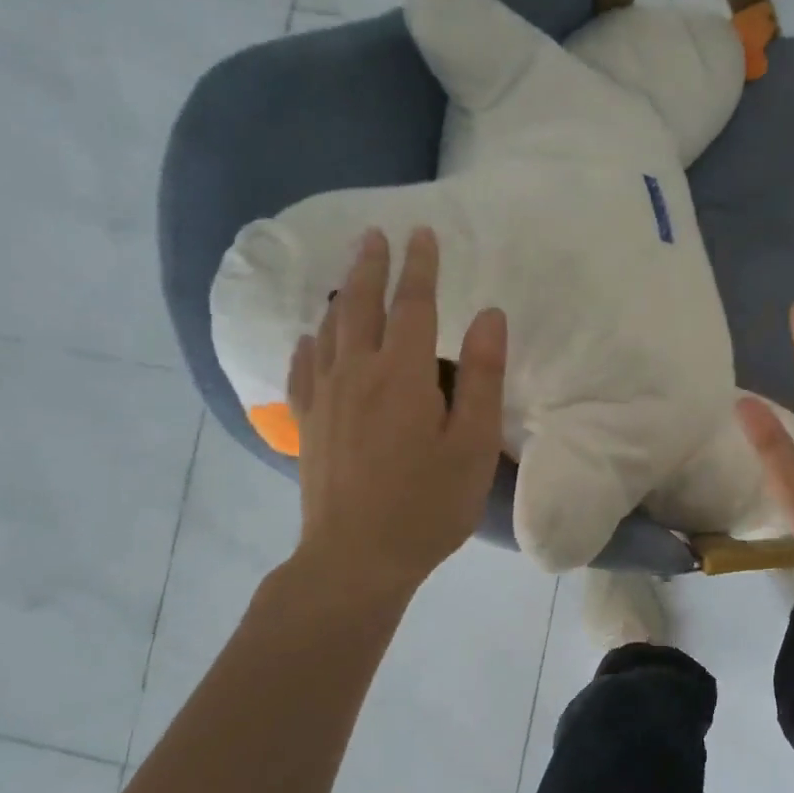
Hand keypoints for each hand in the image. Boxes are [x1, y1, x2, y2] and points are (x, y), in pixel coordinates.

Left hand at [285, 228, 505, 603]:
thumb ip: (482, 376)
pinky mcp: (308, 423)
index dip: (420, 266)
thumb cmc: (427, 504)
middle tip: (375, 234)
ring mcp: (325, 397)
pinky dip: (310, 342)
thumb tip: (488, 316)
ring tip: (348, 271)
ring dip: (341, 293)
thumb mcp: (472, 444)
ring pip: (330, 330)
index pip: (413, 304)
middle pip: (361, 304)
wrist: (355, 559)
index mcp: (403, 374)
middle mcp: (358, 373)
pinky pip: (304, 367)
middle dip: (371, 266)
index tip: (422, 234)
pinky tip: (311, 336)